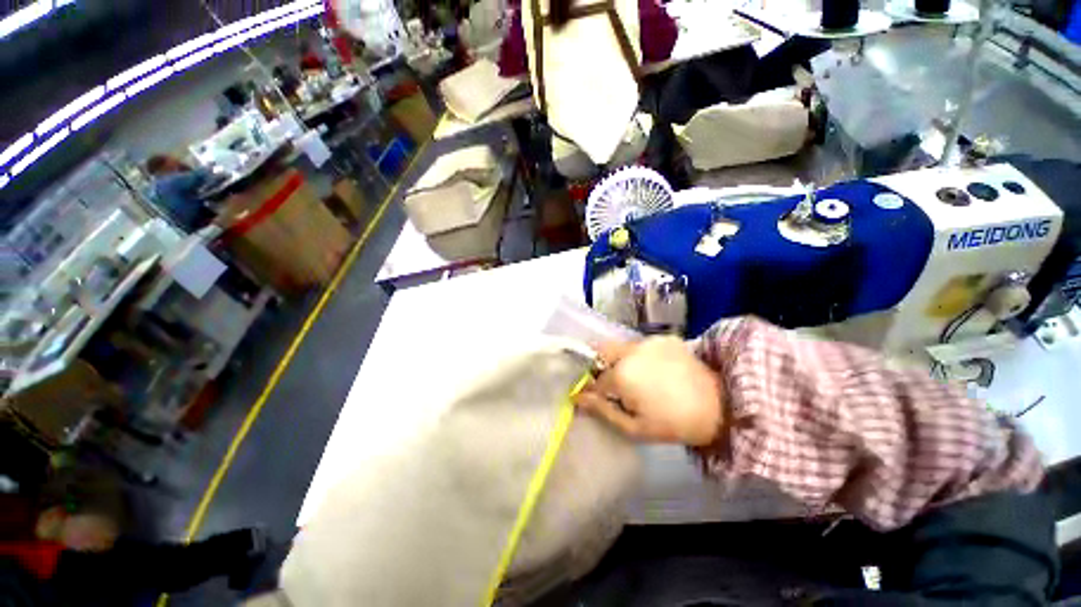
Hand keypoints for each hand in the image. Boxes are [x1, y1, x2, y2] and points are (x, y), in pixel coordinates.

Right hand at [574, 336, 724, 445]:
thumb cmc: (673, 423)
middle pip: (601, 351)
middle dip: (599, 365)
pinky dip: (637, 356)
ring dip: (618, 360)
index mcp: (622, 374)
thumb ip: (602, 410)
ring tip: (635, 378)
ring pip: (620, 347)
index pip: (595, 380)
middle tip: (613, 385)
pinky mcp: (663, 338)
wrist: (719, 406)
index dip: (594, 391)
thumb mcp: (634, 427)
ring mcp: (648, 341)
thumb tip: (578, 398)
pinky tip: (652, 370)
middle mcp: (630, 350)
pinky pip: (639, 345)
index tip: (598, 399)